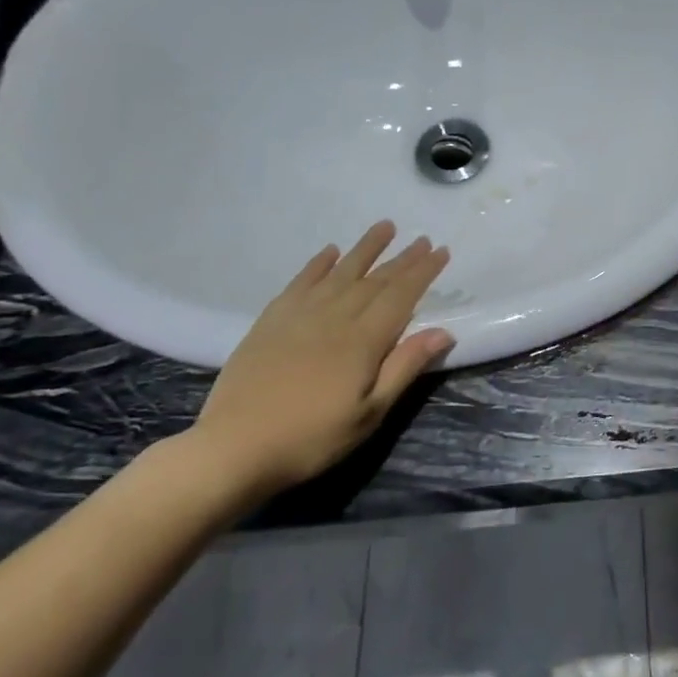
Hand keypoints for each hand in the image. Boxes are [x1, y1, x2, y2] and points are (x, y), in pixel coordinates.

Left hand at [189, 222, 452, 503]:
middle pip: (374, 280)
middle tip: (422, 238)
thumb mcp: (370, 412)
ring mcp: (298, 317)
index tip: (441, 251)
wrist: (234, 449)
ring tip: (385, 227)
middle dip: (402, 258)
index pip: (401, 296)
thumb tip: (443, 331)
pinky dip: (317, 265)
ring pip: (339, 273)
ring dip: (364, 249)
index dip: (423, 272)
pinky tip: (330, 252)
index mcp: (363, 341)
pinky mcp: (270, 323)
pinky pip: (299, 283)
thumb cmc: (313, 438)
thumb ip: (404, 367)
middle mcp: (333, 318)